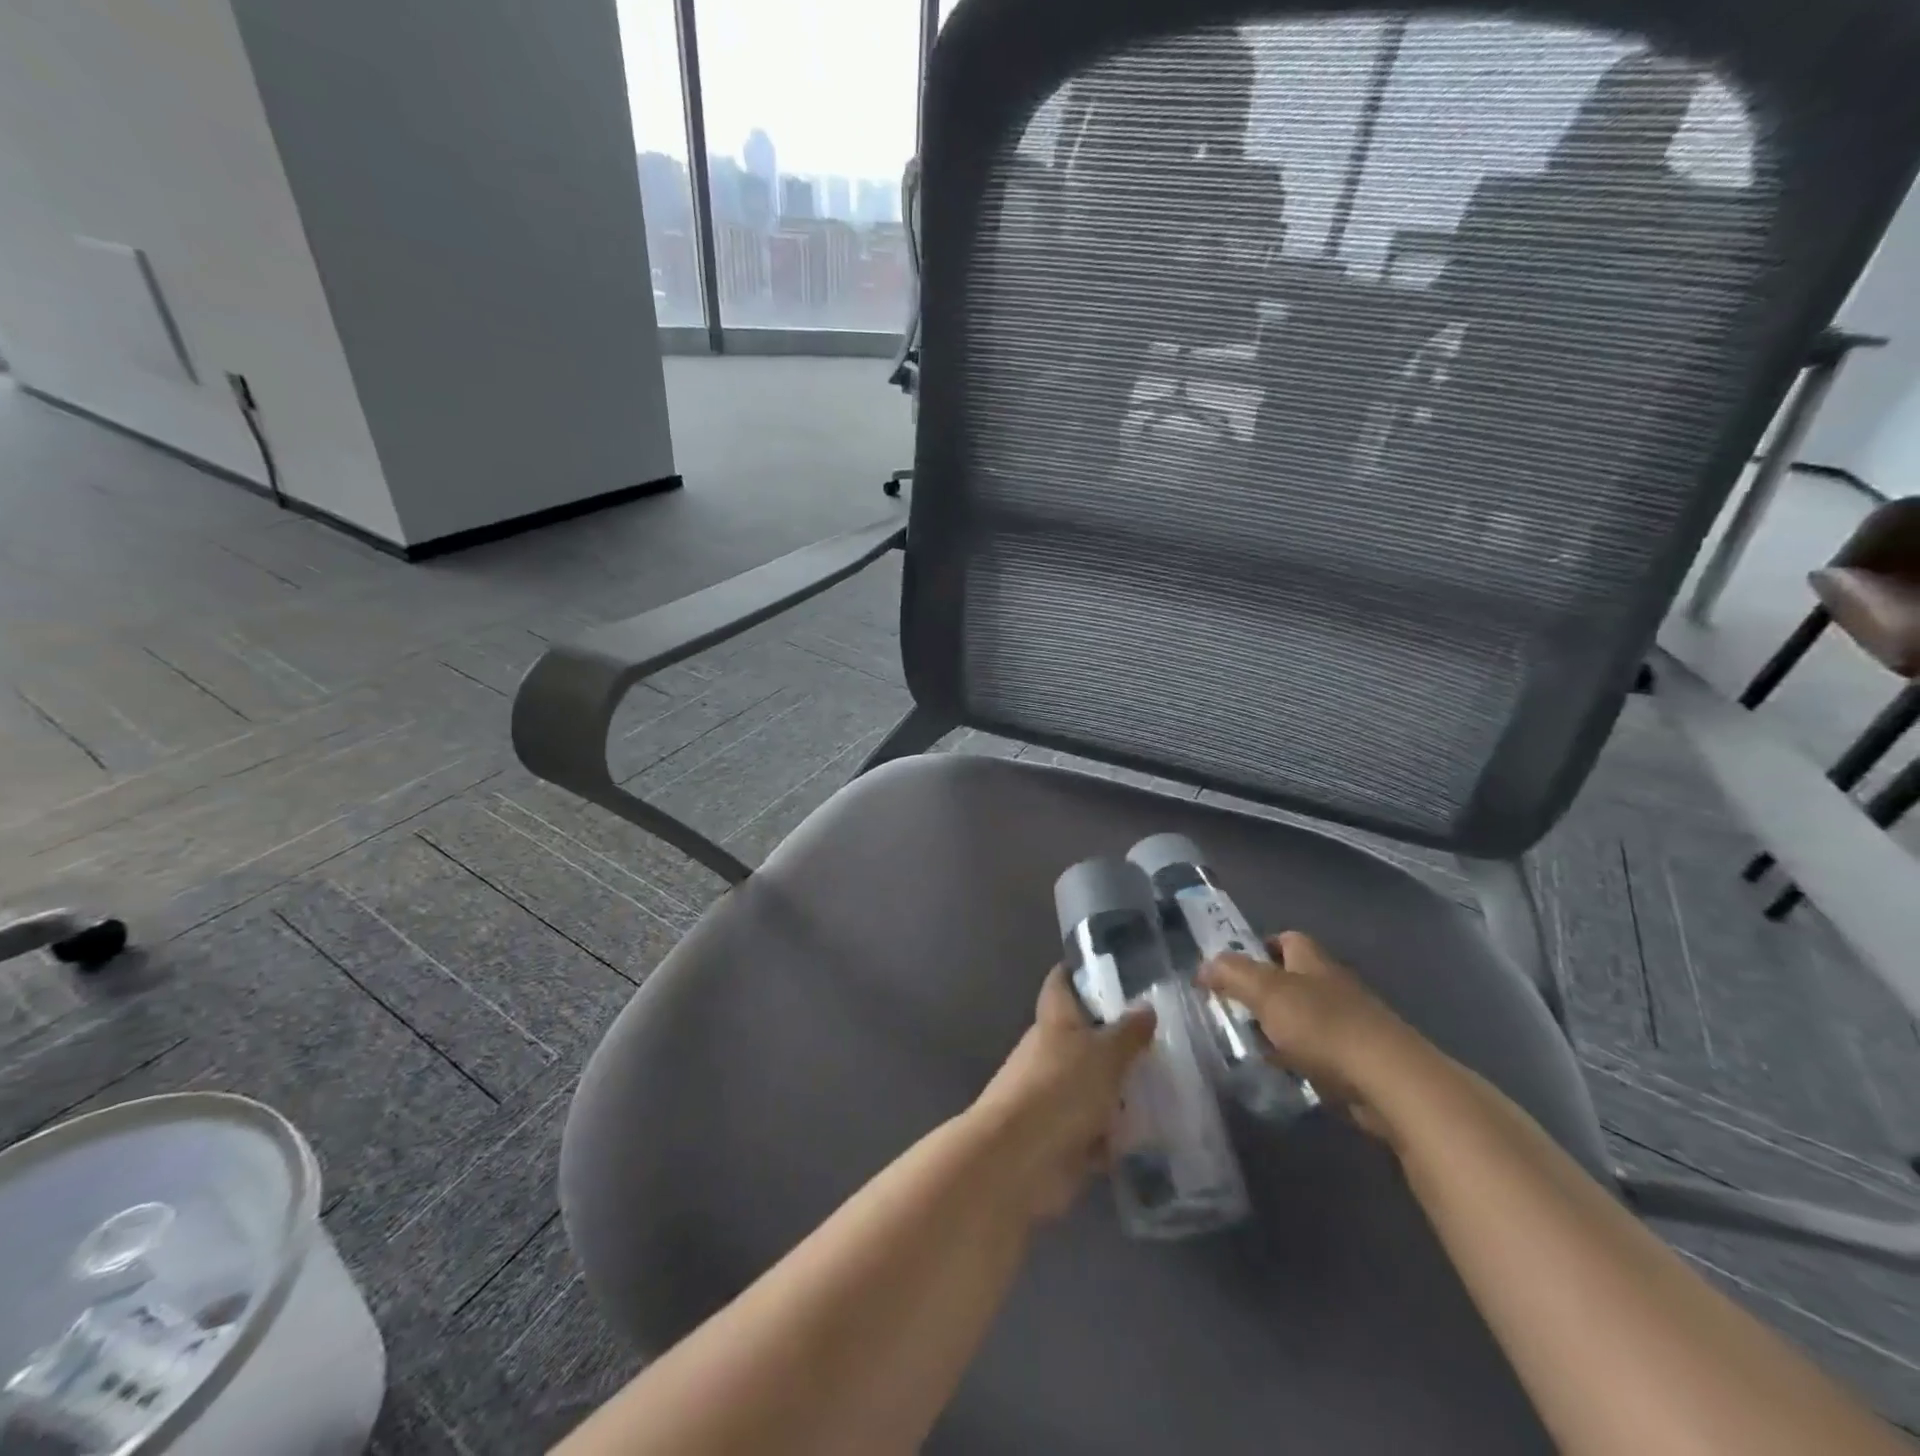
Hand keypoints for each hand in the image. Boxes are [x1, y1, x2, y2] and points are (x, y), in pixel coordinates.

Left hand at [967, 966, 1156, 1219]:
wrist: (1019, 1159)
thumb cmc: (1060, 1089)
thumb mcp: (1105, 1055)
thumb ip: (1128, 1033)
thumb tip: (1145, 1007)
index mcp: (1054, 1020)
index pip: (1061, 983)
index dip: (1078, 972)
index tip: (1108, 969)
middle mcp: (1049, 1052)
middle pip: (1083, 1037)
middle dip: (1116, 1040)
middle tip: (1161, 1040)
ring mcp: (1053, 1095)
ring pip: (1092, 1085)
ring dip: (1120, 1090)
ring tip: (1169, 1089)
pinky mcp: (1061, 1137)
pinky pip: (1096, 1130)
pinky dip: (1116, 1134)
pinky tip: (1154, 1135)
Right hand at [1199, 931, 1423, 1140]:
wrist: (1391, 1082)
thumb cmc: (1323, 1026)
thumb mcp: (1266, 992)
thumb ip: (1232, 974)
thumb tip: (1203, 966)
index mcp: (1314, 962)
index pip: (1288, 939)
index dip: (1262, 946)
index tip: (1234, 966)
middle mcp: (1335, 986)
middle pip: (1296, 979)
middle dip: (1266, 992)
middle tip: (1233, 1009)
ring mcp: (1352, 1024)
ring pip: (1307, 1017)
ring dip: (1282, 1029)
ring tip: (1251, 1045)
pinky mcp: (1361, 1061)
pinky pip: (1321, 1053)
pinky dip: (1301, 1059)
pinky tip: (1285, 1074)